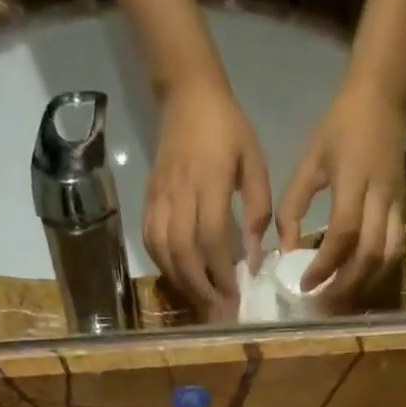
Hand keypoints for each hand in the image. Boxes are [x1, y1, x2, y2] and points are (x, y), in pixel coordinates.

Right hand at [145, 79, 272, 317]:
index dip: (221, 272)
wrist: (187, 94)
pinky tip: (179, 280)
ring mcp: (159, 197)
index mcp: (209, 181)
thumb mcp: (255, 164)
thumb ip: (256, 211)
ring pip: (163, 250)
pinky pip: (150, 240)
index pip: (211, 237)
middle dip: (200, 287)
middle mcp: (180, 192)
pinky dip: (163, 266)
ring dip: (181, 282)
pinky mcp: (148, 199)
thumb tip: (254, 258)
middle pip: (183, 251)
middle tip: (217, 312)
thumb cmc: (228, 129)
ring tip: (200, 303)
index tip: (235, 296)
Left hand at [278, 79, 405, 299]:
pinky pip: (395, 247)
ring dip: (365, 283)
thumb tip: (285, 251)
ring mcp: (397, 203)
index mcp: (353, 182)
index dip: (324, 265)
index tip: (305, 285)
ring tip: (341, 300)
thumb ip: (294, 206)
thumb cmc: (342, 125)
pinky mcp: (405, 207)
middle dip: (345, 285)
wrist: (385, 93)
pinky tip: (360, 281)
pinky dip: (378, 269)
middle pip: (369, 255)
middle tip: (323, 305)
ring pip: (387, 256)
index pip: (342, 235)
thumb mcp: (310, 160)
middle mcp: (380, 197)